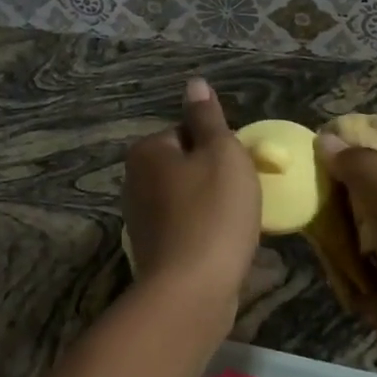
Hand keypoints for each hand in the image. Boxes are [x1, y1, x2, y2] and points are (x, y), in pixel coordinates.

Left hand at [122, 79, 261, 326]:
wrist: (191, 293)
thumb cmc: (212, 213)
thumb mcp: (221, 153)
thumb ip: (208, 117)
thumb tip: (194, 83)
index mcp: (146, 151)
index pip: (186, 132)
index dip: (218, 147)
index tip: (238, 168)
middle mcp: (134, 181)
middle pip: (185, 165)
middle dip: (214, 177)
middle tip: (241, 196)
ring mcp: (139, 219)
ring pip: (186, 198)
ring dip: (211, 206)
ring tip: (236, 224)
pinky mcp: (152, 251)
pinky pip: (185, 228)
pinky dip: (204, 232)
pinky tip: (223, 245)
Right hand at [316, 132, 376, 376]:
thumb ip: (361, 168)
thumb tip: (327, 138)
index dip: (358, 144)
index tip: (316, 142)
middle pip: (373, 190)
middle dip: (339, 186)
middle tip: (300, 179)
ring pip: (360, 229)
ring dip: (334, 225)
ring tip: (300, 212)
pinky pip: (355, 267)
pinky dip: (337, 263)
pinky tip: (313, 251)